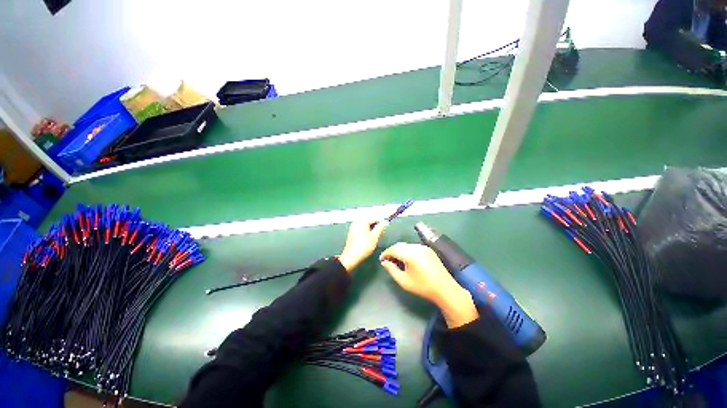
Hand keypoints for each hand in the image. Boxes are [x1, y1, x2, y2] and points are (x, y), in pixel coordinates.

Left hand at [338, 219, 387, 272]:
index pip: (374, 217)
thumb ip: (380, 228)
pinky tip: (370, 238)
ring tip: (377, 235)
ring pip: (366, 225)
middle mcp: (356, 223)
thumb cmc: (363, 247)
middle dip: (376, 225)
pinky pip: (362, 229)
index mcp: (361, 221)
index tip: (386, 225)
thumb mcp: (374, 237)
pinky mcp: (353, 234)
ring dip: (372, 228)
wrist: (351, 258)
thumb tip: (385, 222)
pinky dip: (368, 232)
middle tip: (382, 231)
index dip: (381, 221)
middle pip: (369, 220)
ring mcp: (353, 228)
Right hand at [380, 243, 477, 327]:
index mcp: (410, 254)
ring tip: (397, 260)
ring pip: (406, 245)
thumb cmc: (422, 287)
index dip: (385, 253)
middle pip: (400, 245)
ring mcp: (423, 247)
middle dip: (392, 251)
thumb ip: (392, 270)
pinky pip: (414, 247)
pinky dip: (407, 250)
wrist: (445, 289)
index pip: (393, 249)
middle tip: (387, 260)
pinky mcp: (428, 249)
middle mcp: (416, 247)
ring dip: (400, 250)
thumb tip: (384, 262)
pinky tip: (407, 259)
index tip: (381, 259)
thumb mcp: (404, 281)